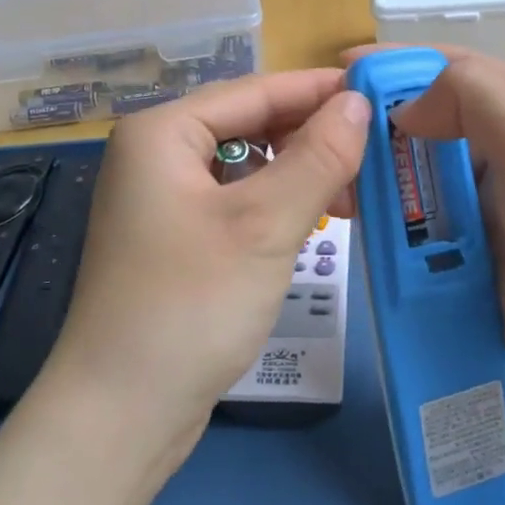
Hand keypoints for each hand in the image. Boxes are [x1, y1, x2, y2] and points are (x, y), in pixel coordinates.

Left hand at [41, 70, 370, 463]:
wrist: (121, 413)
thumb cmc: (191, 305)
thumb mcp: (264, 224)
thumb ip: (317, 157)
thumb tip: (358, 103)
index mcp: (162, 132)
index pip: (256, 91)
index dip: (320, 90)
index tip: (382, 95)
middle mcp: (156, 156)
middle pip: (248, 125)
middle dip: (311, 137)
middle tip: (377, 154)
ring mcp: (162, 201)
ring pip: (246, 167)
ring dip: (298, 175)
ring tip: (353, 197)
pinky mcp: (174, 241)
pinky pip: (235, 204)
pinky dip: (276, 207)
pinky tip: (313, 222)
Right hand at [351, 47, 504, 463]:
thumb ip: (471, 99)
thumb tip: (406, 108)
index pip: (462, 73)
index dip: (402, 66)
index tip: (341, 68)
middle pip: (438, 134)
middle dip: (385, 135)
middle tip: (324, 144)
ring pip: (429, 192)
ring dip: (388, 190)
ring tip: (334, 194)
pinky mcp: (488, 274)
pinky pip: (432, 245)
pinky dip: (401, 240)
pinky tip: (364, 241)